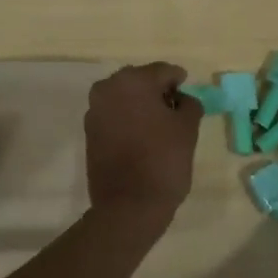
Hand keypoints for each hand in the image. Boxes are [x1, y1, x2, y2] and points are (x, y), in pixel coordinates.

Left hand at [83, 62, 200, 236]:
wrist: (128, 206)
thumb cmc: (163, 161)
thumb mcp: (188, 128)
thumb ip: (189, 104)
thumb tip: (182, 99)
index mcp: (133, 81)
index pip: (163, 71)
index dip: (178, 80)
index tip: (187, 92)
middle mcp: (108, 88)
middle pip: (140, 81)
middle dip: (157, 91)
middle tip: (175, 109)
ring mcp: (95, 110)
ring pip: (124, 98)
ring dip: (141, 105)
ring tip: (159, 125)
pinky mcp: (89, 132)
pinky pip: (113, 115)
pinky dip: (127, 119)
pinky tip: (142, 137)